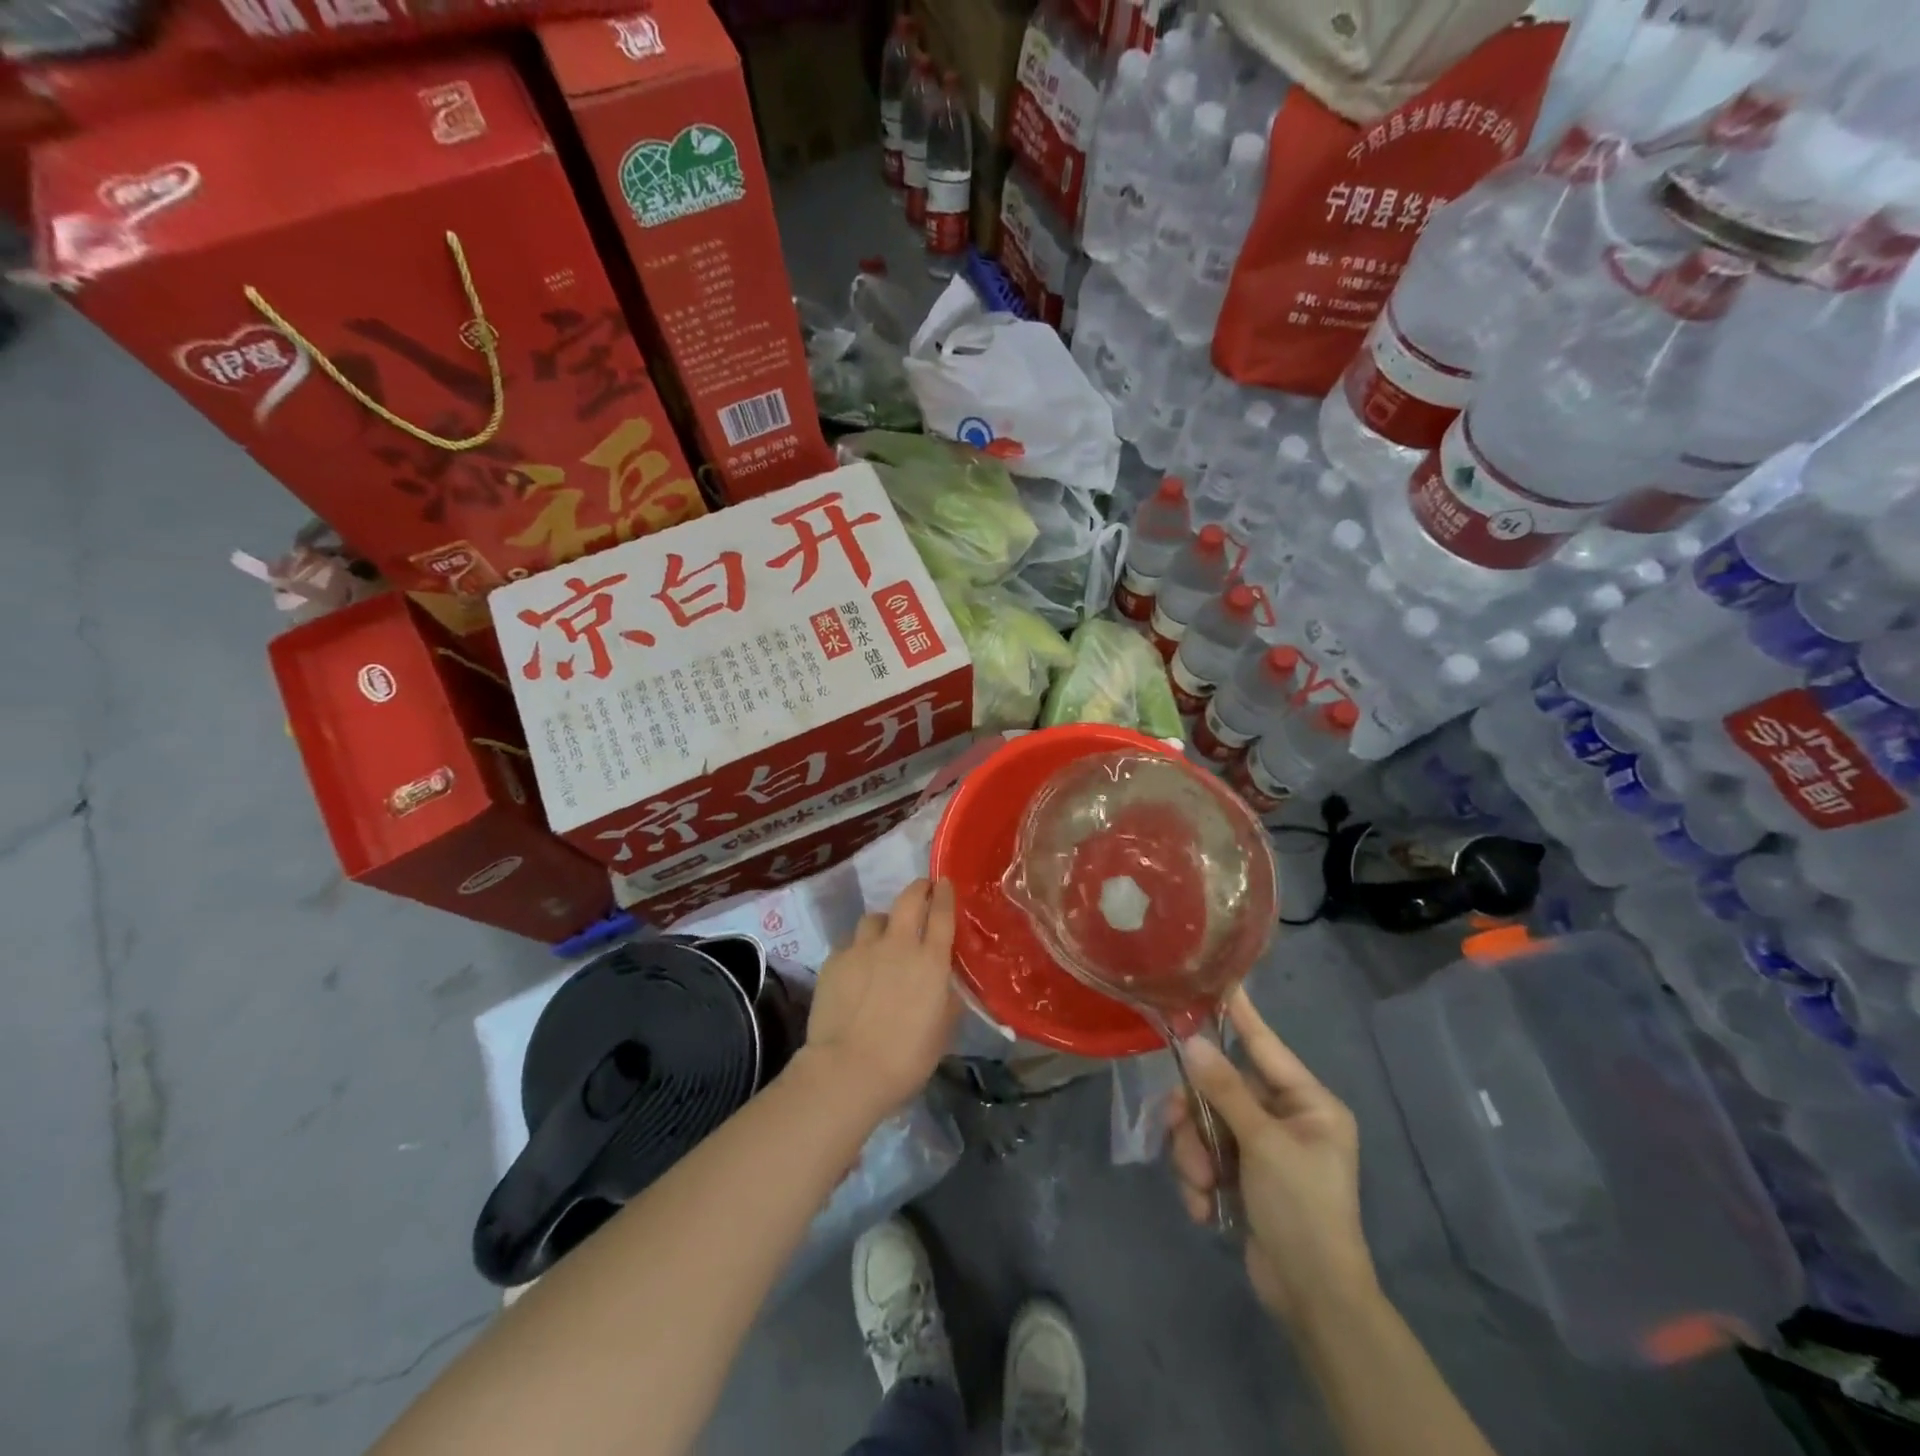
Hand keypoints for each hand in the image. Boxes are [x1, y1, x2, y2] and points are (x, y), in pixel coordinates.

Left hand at [796, 879, 961, 1119]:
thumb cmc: (906, 1059)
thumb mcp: (942, 1031)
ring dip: (884, 923)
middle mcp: (898, 945)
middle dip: (918, 889)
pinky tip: (856, 968)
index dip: (945, 894)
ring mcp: (862, 949)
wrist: (847, 1071)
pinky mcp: (834, 961)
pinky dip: (857, 950)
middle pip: (908, 899)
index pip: (942, 913)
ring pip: (874, 918)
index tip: (944, 882)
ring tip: (883, 938)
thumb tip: (945, 984)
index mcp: (931, 961)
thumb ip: (946, 999)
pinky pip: (849, 944)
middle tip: (922, 891)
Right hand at [1168, 989, 1375, 1325]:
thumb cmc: (1303, 1210)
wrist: (1313, 1300)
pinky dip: (1199, 1180)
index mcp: (1308, 1104)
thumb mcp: (1264, 1145)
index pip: (1265, 1045)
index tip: (1216, 981)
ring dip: (1194, 1154)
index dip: (1240, 1015)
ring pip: (1207, 1124)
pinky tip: (1205, 1209)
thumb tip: (1194, 1042)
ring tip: (1200, 1186)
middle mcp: (1286, 1118)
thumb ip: (1226, 1091)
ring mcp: (1263, 1148)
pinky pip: (1206, 1156)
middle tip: (1180, 1133)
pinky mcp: (1243, 1176)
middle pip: (1222, 1089)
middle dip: (1198, 1117)